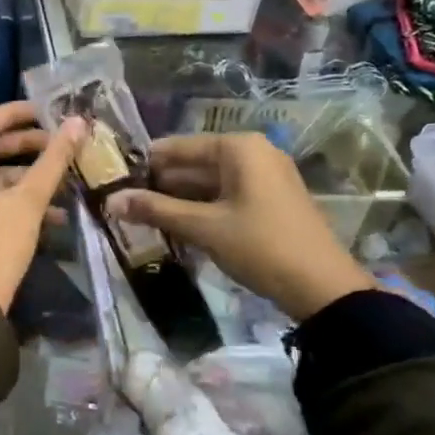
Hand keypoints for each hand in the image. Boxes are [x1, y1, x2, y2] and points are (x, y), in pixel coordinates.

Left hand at [0, 101, 84, 313]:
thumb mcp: (29, 200)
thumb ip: (53, 160)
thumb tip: (77, 123)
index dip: (12, 113)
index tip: (44, 112)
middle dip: (25, 145)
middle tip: (58, 143)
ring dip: (27, 174)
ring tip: (64, 177)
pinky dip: (18, 198)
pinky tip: (55, 212)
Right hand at [105, 133, 371, 320]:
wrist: (323, 288)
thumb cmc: (260, 246)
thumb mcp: (203, 227)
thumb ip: (156, 210)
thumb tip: (111, 201)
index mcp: (238, 148)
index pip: (178, 147)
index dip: (145, 164)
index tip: (113, 179)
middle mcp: (253, 153)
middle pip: (194, 163)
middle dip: (160, 184)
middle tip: (124, 202)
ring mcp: (265, 177)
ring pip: (209, 182)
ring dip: (178, 200)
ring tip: (142, 216)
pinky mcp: (270, 201)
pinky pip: (226, 196)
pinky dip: (201, 209)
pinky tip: (176, 227)